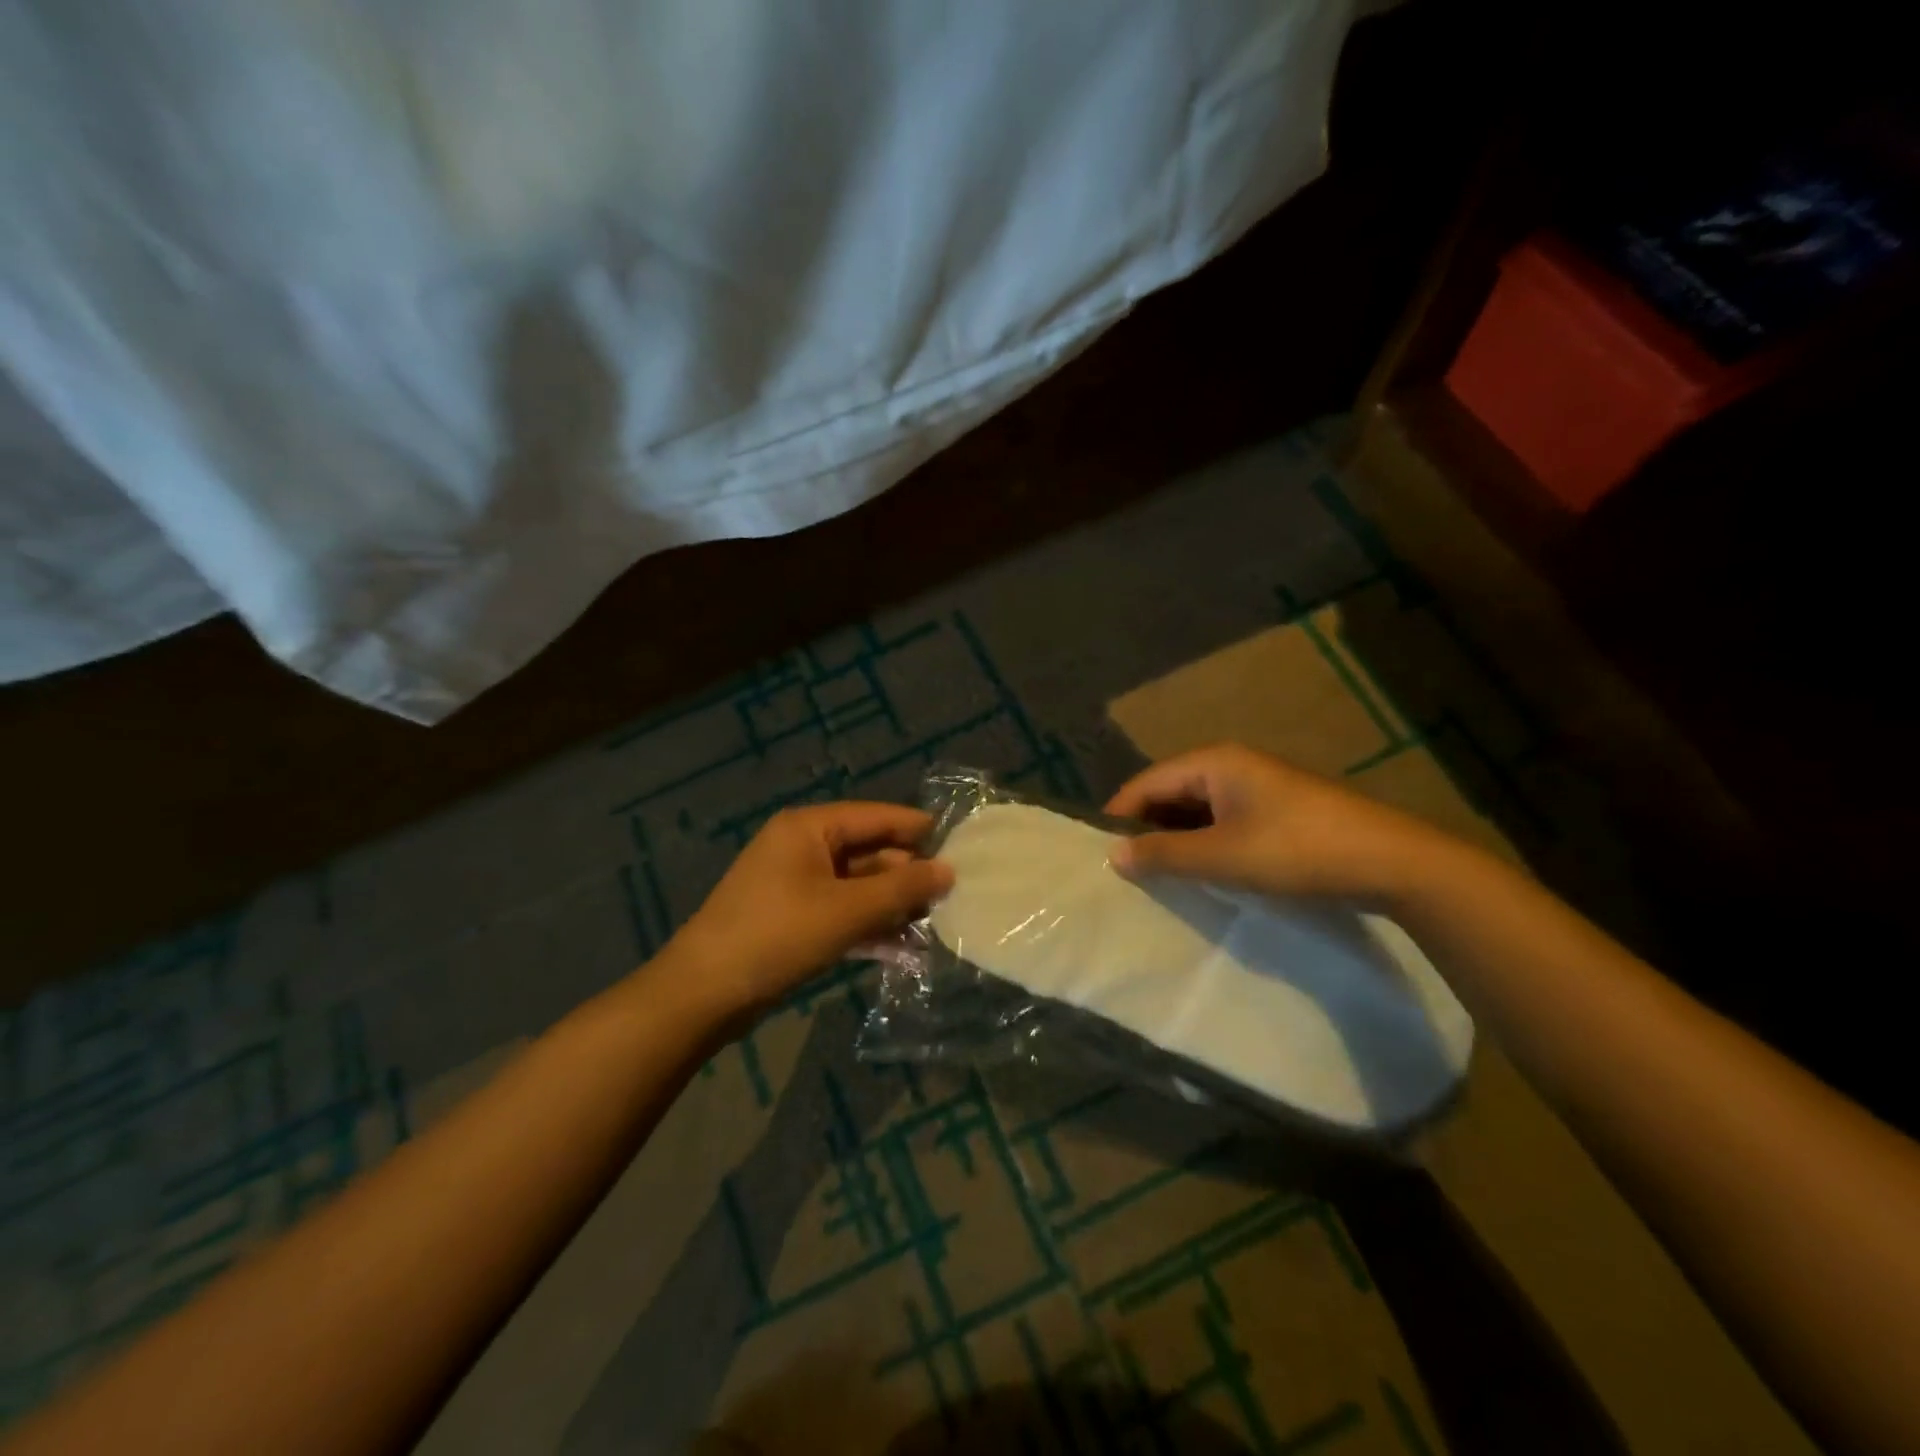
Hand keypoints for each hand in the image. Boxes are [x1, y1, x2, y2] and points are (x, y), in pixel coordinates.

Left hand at [663, 802, 953, 1015]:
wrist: (703, 994)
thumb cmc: (778, 935)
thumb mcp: (848, 910)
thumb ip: (902, 888)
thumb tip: (948, 870)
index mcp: (809, 828)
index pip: (876, 817)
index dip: (918, 830)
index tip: (961, 845)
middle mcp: (802, 848)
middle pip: (868, 853)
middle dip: (907, 877)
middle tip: (953, 897)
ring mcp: (795, 885)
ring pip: (857, 887)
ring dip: (891, 906)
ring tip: (936, 926)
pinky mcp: (792, 919)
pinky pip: (841, 913)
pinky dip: (868, 927)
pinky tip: (903, 950)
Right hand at [1104, 743, 1458, 903]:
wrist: (1392, 862)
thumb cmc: (1296, 850)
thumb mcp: (1222, 856)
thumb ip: (1164, 854)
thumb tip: (1114, 855)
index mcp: (1214, 762)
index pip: (1146, 782)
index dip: (1119, 817)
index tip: (1100, 855)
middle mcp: (1232, 765)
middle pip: (1170, 792)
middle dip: (1146, 828)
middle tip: (1127, 869)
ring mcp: (1258, 787)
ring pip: (1197, 809)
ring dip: (1176, 838)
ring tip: (1158, 875)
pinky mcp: (1278, 810)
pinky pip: (1223, 820)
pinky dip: (1204, 842)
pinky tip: (1201, 870)